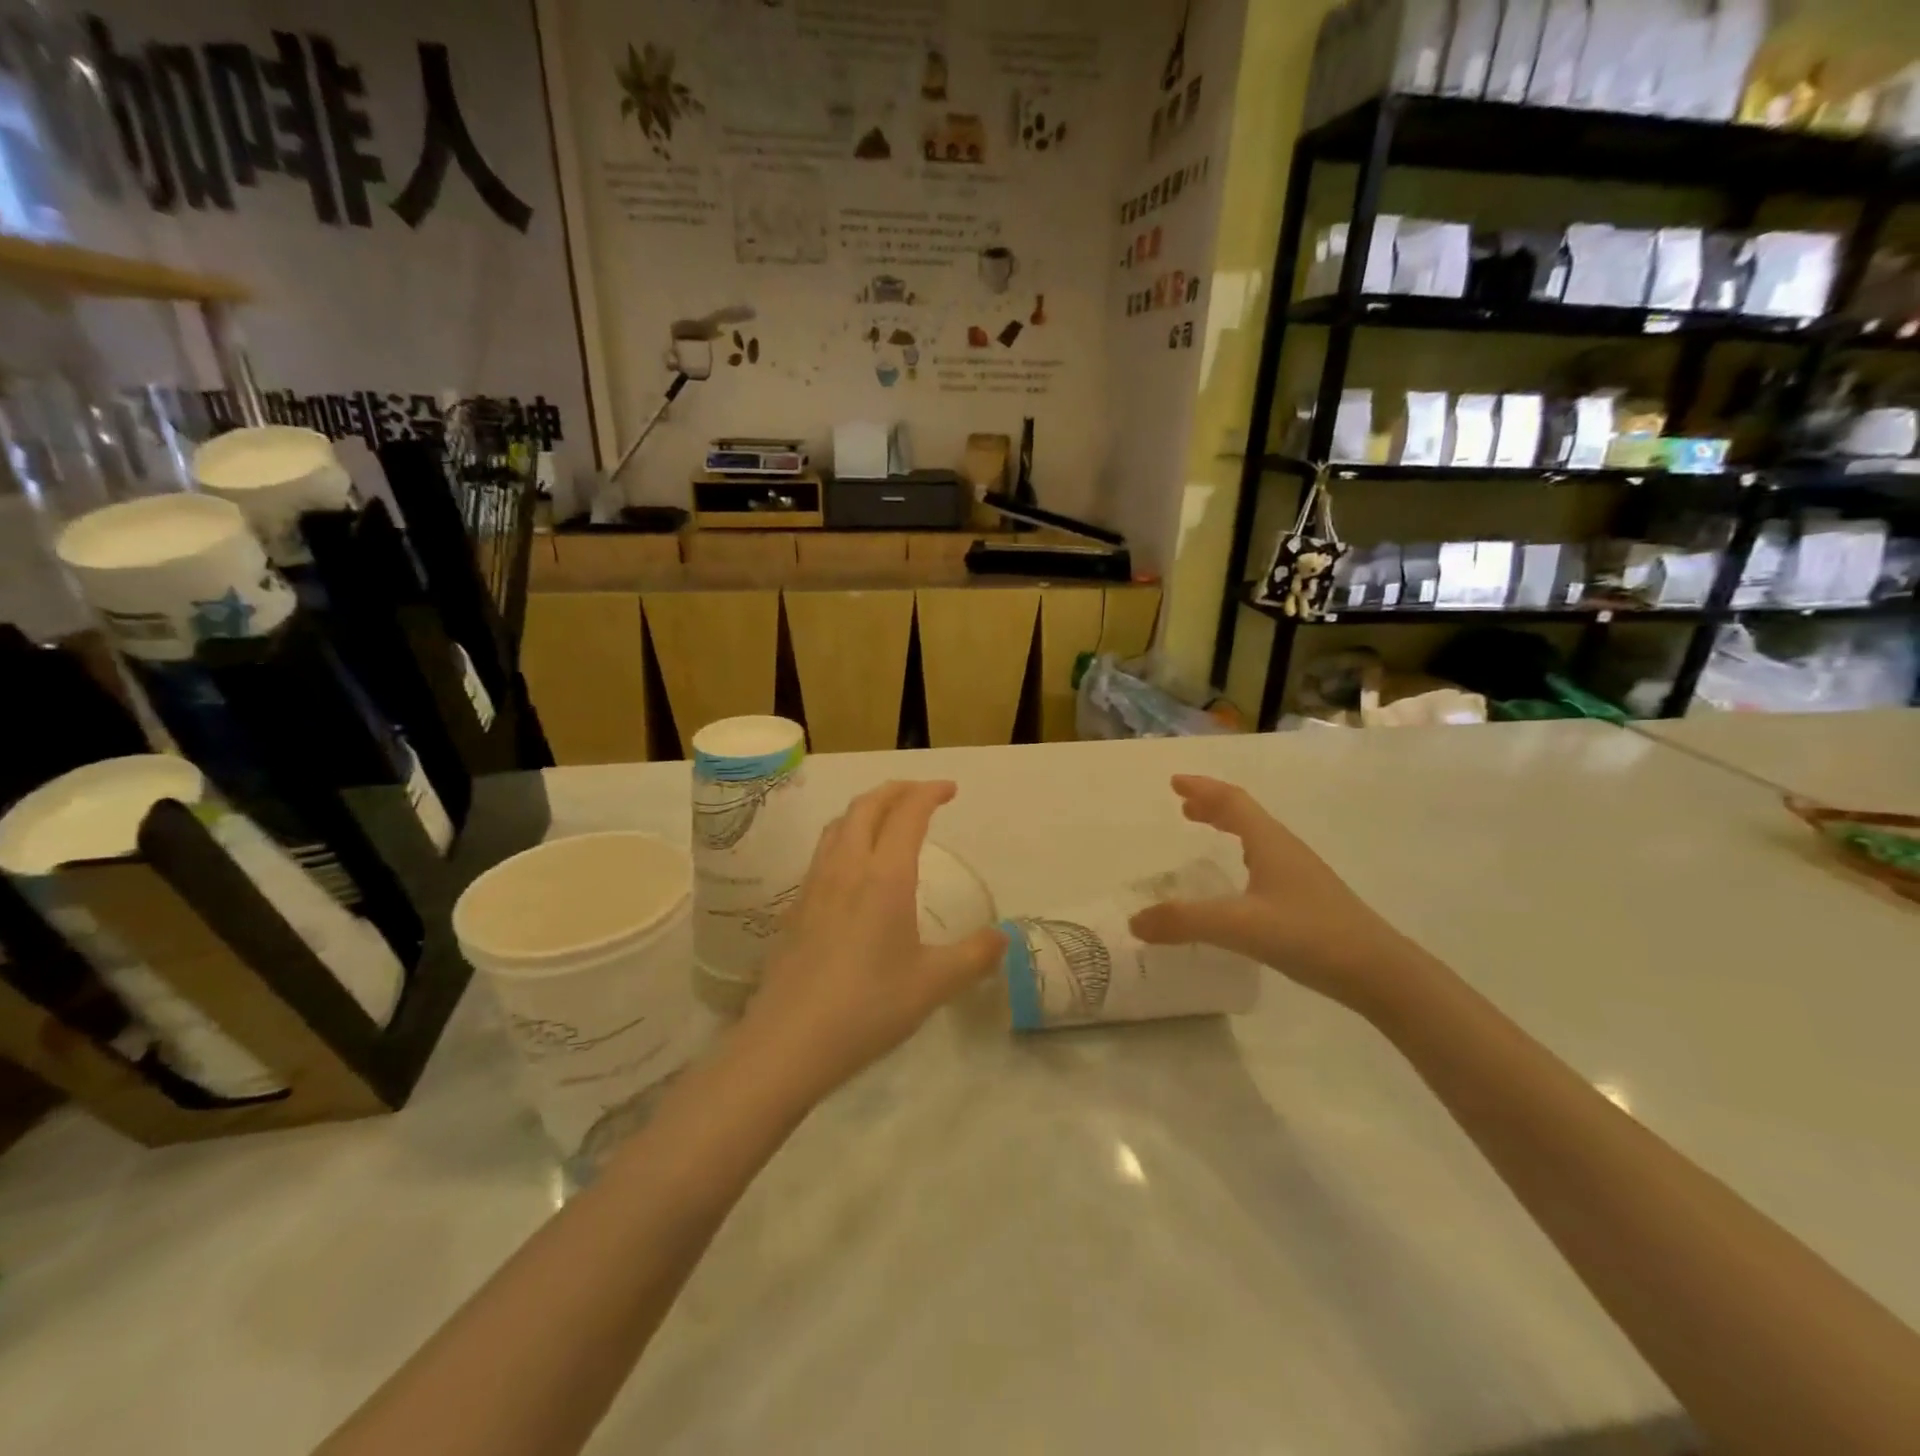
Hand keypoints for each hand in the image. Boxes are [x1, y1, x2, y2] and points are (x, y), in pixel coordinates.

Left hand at [740, 781, 1004, 1106]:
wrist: (788, 1042)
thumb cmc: (868, 1007)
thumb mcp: (934, 985)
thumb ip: (974, 957)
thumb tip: (1003, 937)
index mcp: (885, 877)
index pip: (907, 814)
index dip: (929, 793)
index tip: (949, 789)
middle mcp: (847, 868)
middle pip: (866, 806)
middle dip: (895, 790)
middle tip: (920, 793)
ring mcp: (814, 886)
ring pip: (838, 825)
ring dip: (866, 809)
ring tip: (886, 819)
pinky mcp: (795, 908)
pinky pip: (823, 852)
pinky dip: (845, 837)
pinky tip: (853, 868)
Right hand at [1128, 775, 1415, 1009]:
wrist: (1379, 971)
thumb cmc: (1308, 934)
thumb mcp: (1238, 926)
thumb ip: (1184, 921)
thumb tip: (1135, 921)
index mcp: (1269, 842)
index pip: (1232, 801)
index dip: (1202, 788)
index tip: (1175, 782)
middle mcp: (1285, 850)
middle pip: (1245, 815)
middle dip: (1212, 806)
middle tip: (1184, 807)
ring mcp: (1301, 874)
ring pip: (1258, 837)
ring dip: (1229, 827)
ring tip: (1206, 832)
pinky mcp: (1309, 899)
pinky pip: (1267, 861)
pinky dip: (1243, 854)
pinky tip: (1241, 882)